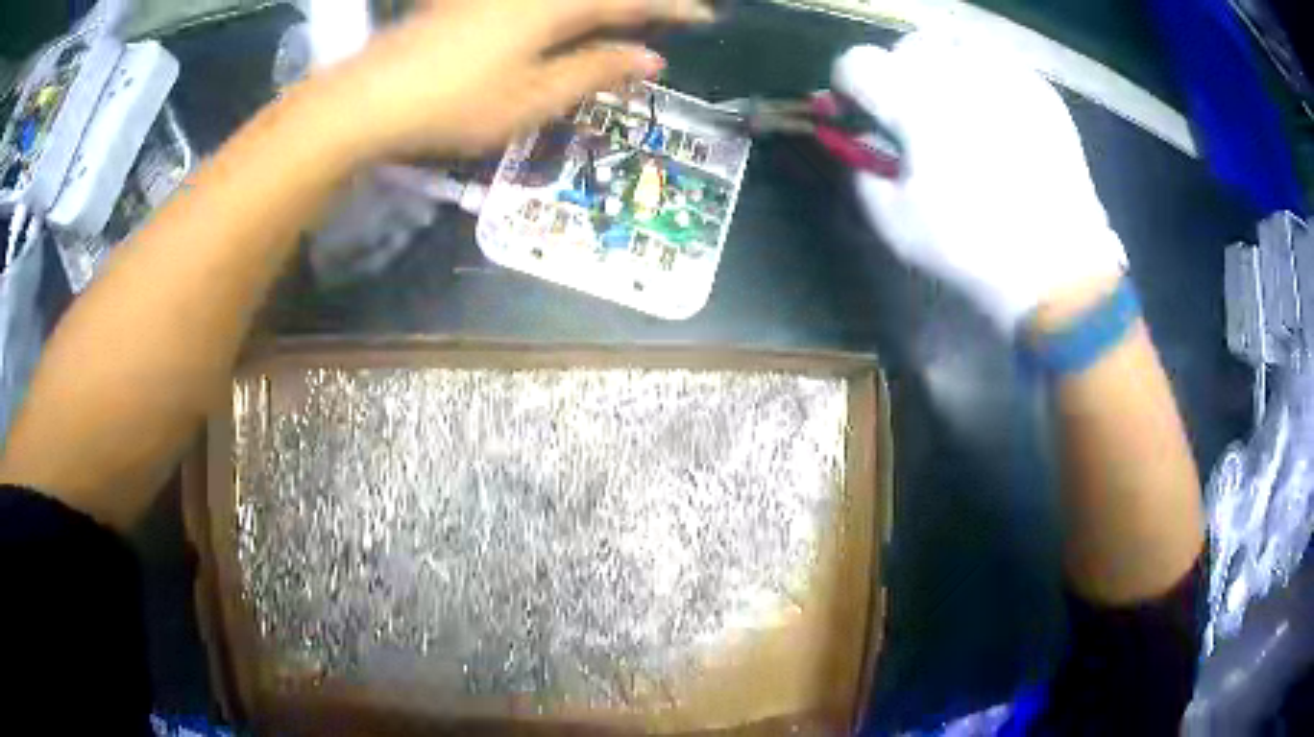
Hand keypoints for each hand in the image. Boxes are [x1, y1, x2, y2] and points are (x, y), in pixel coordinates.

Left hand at [322, 0, 713, 160]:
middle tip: (670, 11)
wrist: (368, 97)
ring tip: (619, 18)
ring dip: (601, 4)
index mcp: (554, 7)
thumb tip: (651, 59)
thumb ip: (594, 72)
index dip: (671, 8)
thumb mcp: (532, 99)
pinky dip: (564, 7)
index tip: (706, 16)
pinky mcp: (469, 0)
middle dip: (640, 1)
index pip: (630, 2)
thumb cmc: (454, 104)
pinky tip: (565, 17)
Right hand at [832, 35, 1126, 333]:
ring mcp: (1004, 77)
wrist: (1058, 269)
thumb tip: (861, 145)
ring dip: (942, 65)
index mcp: (914, 103)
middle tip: (912, 110)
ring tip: (954, 101)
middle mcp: (957, 74)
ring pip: (954, 42)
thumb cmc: (972, 250)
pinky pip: (999, 61)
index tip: (860, 109)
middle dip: (899, 73)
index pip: (857, 62)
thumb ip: (862, 173)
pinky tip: (994, 111)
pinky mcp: (1039, 90)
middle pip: (906, 46)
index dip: (849, 85)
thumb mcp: (895, 225)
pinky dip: (985, 76)